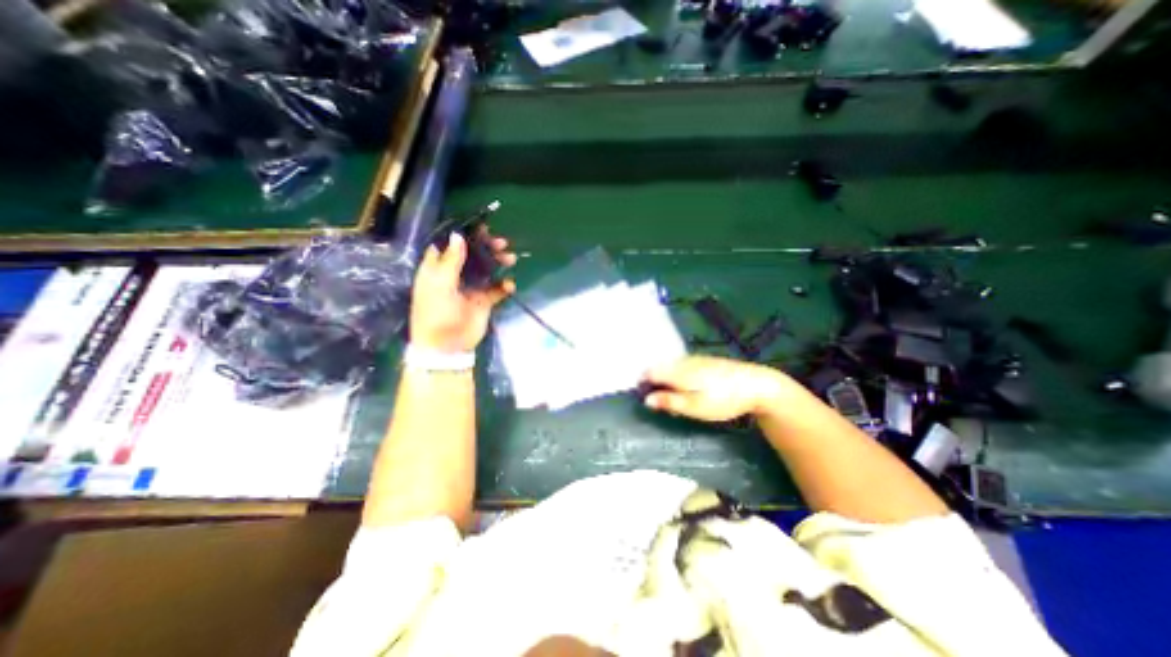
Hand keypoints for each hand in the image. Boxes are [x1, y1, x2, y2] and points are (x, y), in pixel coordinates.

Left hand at [411, 228, 515, 354]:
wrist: (447, 346)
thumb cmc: (436, 313)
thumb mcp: (440, 284)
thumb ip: (451, 260)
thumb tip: (458, 235)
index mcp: (438, 268)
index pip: (450, 245)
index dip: (464, 234)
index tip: (481, 227)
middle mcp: (455, 275)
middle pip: (473, 254)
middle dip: (487, 247)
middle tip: (502, 243)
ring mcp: (470, 287)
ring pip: (487, 269)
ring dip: (499, 262)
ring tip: (510, 259)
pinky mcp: (484, 301)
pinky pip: (497, 289)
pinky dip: (505, 286)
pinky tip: (510, 285)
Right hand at [645, 358, 790, 422]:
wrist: (756, 384)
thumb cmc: (723, 399)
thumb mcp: (695, 406)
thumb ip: (669, 402)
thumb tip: (646, 399)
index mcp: (676, 371)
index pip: (649, 372)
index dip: (643, 384)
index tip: (648, 400)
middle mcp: (682, 361)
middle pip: (659, 368)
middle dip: (656, 384)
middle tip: (665, 404)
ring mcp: (694, 358)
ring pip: (671, 367)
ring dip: (668, 381)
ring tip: (679, 399)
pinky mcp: (705, 360)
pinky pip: (683, 366)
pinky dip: (680, 376)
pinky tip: (692, 388)